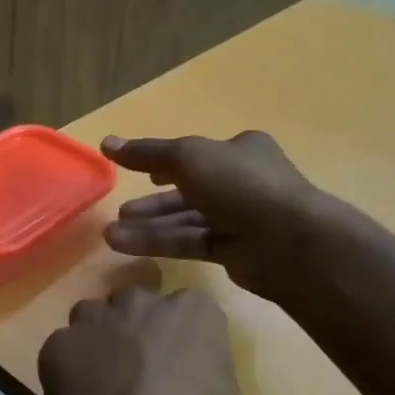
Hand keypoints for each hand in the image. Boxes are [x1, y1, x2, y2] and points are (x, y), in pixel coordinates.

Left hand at [30, 286, 252, 394]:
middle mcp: (142, 302)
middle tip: (137, 367)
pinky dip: (66, 367)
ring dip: (97, 339)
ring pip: (92, 316)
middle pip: (136, 303)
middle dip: (135, 327)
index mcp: (195, 312)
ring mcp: (95, 318)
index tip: (181, 365)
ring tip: (100, 379)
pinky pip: (62, 348)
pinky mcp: (57, 343)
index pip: (191, 311)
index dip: (183, 338)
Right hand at [101, 132, 322, 297]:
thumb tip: (106, 142)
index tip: (137, 171)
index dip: (166, 162)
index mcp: (241, 151)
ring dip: (149, 225)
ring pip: (186, 220)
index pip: (198, 155)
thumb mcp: (187, 158)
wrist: (288, 242)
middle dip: (152, 201)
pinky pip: (188, 242)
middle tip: (120, 210)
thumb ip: (146, 153)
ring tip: (111, 234)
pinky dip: (158, 242)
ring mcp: (239, 219)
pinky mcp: (233, 251)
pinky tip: (124, 245)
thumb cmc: (240, 186)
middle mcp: (242, 182)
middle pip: (188, 190)